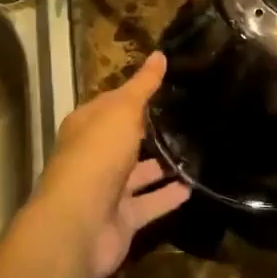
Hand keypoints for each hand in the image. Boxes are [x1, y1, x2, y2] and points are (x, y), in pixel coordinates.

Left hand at [31, 52, 189, 277]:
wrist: (79, 223)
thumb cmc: (97, 155)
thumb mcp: (122, 111)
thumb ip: (143, 86)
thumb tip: (160, 54)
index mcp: (87, 126)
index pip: (112, 104)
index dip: (136, 94)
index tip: (167, 85)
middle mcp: (94, 156)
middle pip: (124, 140)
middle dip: (150, 131)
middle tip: (189, 119)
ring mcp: (106, 190)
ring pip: (138, 174)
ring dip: (163, 165)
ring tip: (198, 151)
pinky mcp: (122, 219)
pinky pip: (149, 203)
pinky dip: (168, 196)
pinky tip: (194, 186)